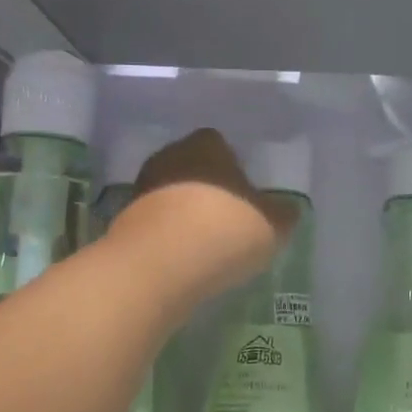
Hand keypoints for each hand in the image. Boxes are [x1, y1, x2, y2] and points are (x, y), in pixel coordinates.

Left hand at [107, 128, 296, 308]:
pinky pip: (156, 225)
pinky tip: (184, 260)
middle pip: (193, 168)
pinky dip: (168, 238)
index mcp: (207, 145)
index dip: (234, 167)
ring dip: (185, 214)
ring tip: (207, 245)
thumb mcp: (273, 225)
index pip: (220, 143)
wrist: (158, 267)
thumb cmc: (225, 230)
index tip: (246, 193)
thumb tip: (288, 209)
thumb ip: (283, 214)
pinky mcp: (123, 223)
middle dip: (208, 189)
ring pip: (171, 196)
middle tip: (229, 218)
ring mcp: (142, 189)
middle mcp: (170, 157)